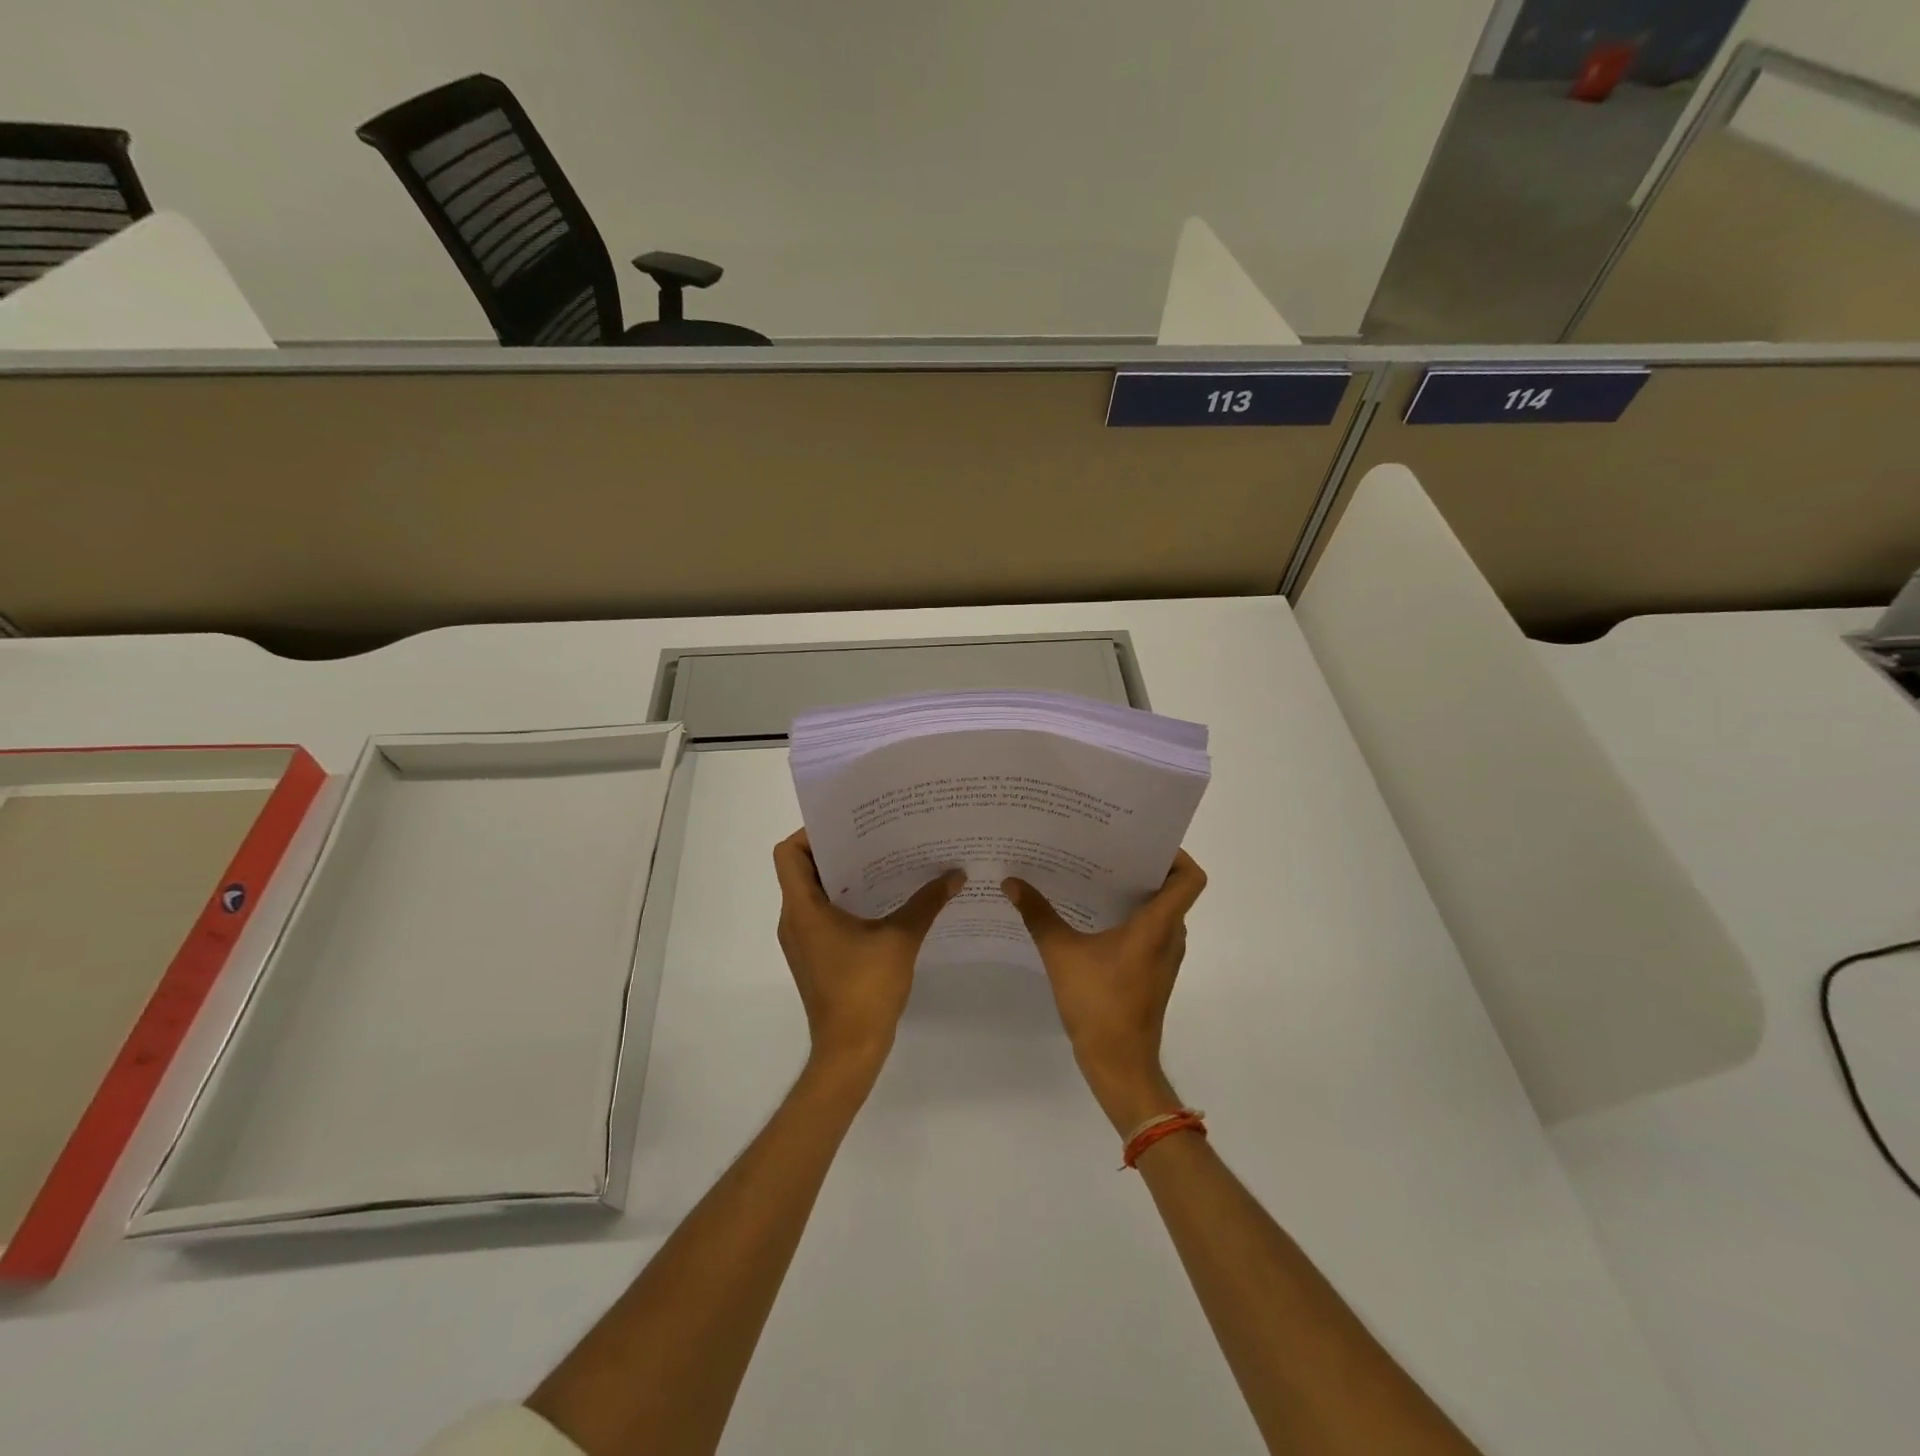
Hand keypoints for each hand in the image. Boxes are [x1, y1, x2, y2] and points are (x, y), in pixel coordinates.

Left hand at [773, 829, 965, 1080]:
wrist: (850, 1050)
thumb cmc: (866, 989)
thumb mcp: (901, 939)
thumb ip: (926, 902)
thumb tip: (955, 874)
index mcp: (803, 909)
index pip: (788, 853)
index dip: (811, 833)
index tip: (849, 825)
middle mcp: (794, 919)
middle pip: (801, 869)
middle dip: (836, 849)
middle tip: (875, 835)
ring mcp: (801, 940)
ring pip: (812, 892)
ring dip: (842, 876)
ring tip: (882, 861)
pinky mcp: (814, 955)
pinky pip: (821, 914)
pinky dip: (843, 900)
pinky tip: (881, 900)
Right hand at [1002, 851, 1206, 1132]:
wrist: (1119, 1064)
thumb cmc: (1098, 1004)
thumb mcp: (1061, 954)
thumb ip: (1038, 915)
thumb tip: (1011, 882)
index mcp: (1158, 925)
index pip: (1189, 878)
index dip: (1176, 854)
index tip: (1142, 842)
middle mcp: (1169, 936)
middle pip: (1172, 889)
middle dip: (1143, 866)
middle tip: (1106, 848)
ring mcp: (1163, 956)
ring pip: (1160, 911)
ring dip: (1134, 892)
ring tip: (1095, 874)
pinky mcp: (1152, 972)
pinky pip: (1149, 931)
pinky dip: (1130, 916)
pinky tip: (1092, 914)